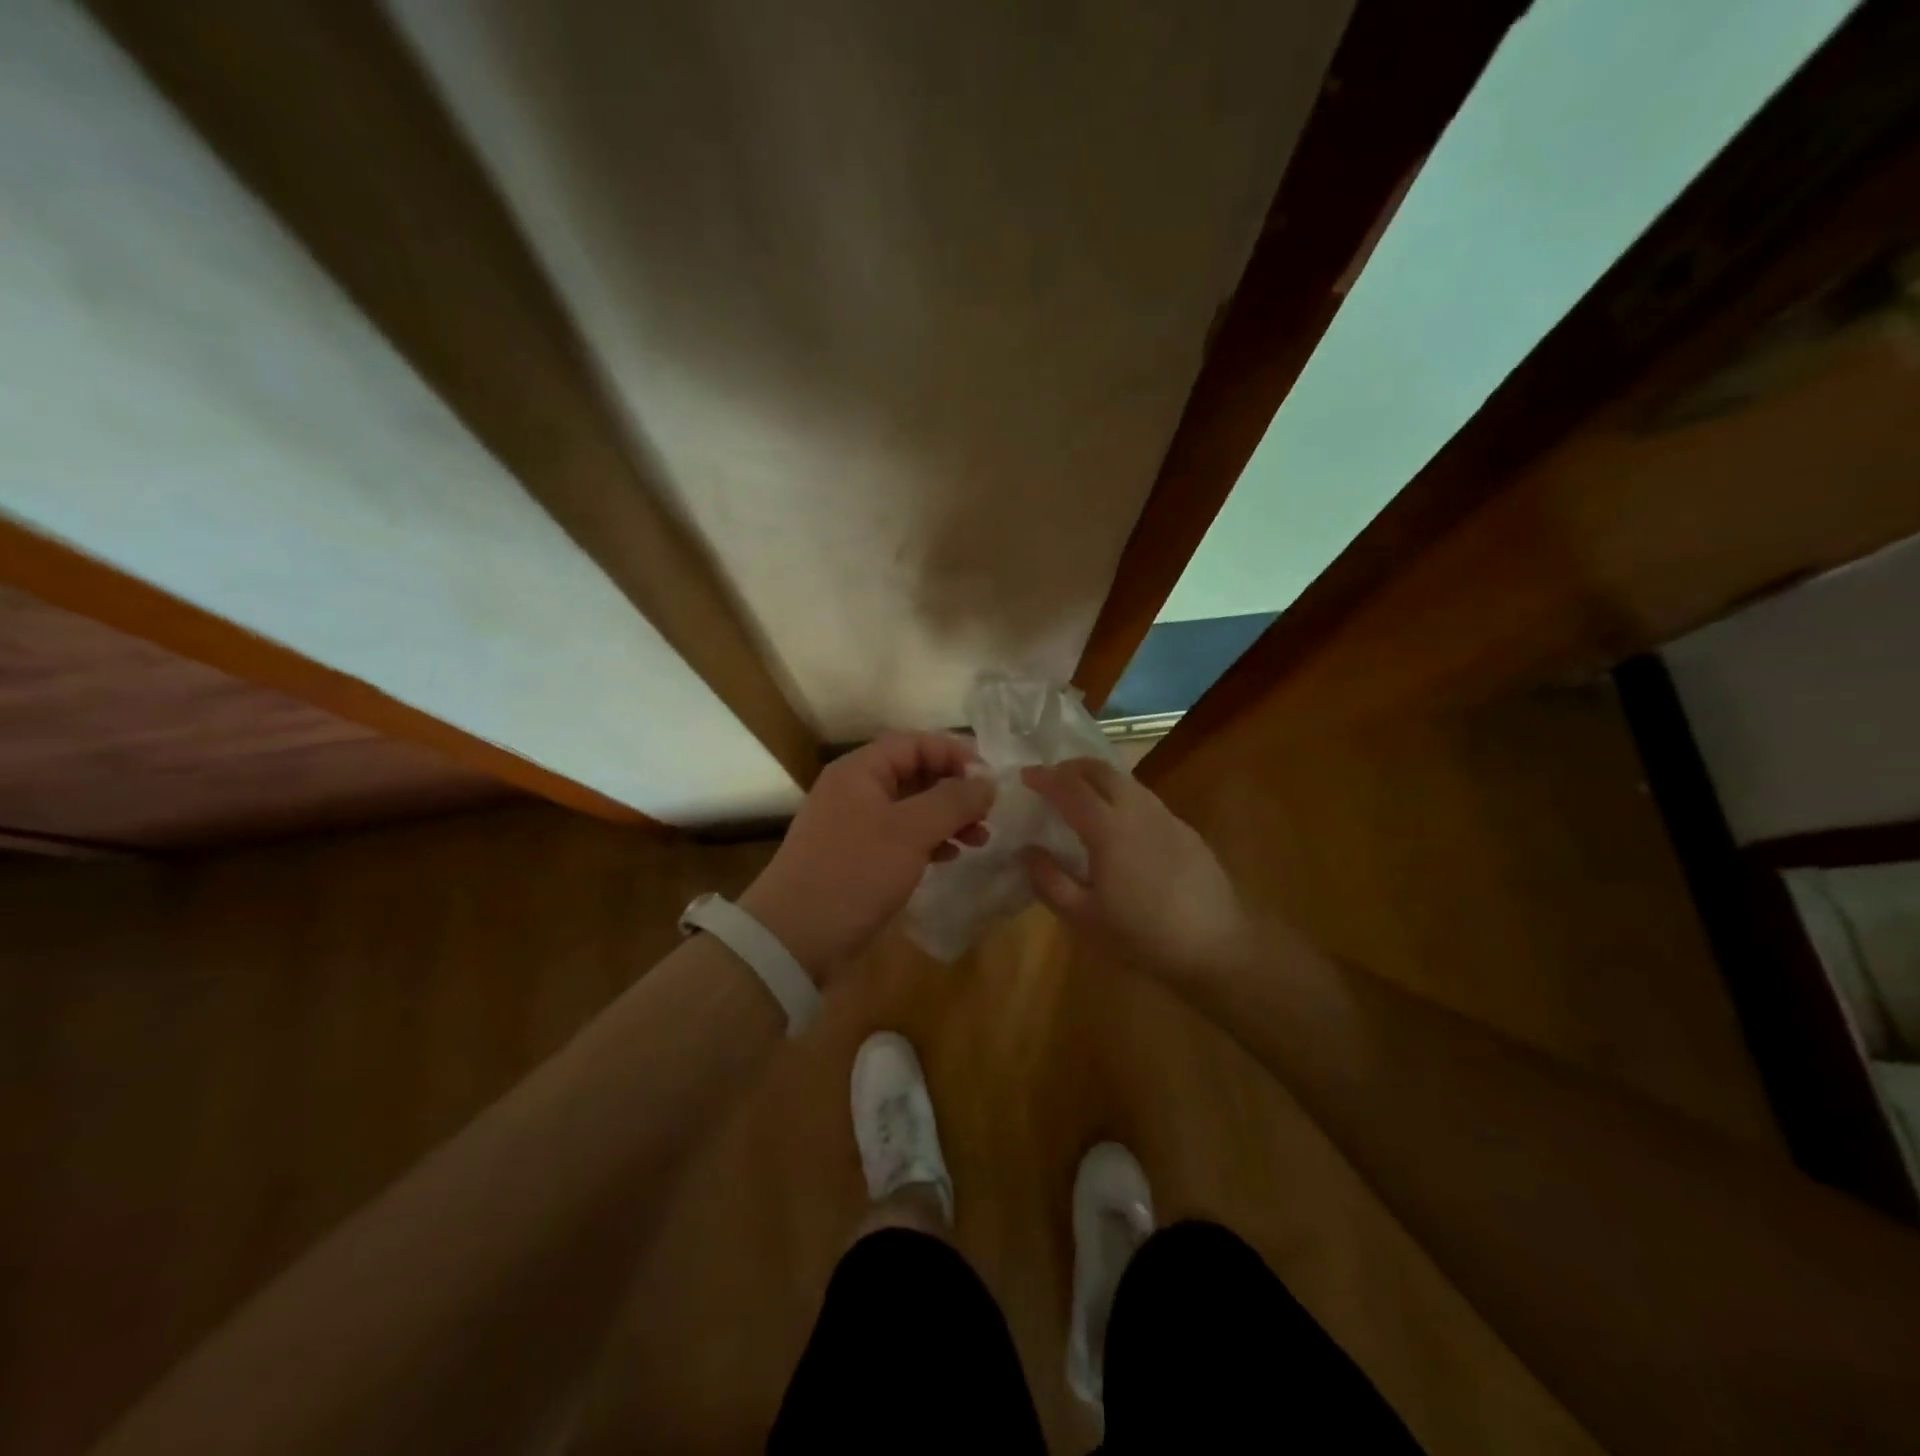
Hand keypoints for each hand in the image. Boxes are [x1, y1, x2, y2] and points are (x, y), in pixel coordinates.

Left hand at [740, 733, 993, 984]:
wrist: (793, 939)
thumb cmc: (854, 873)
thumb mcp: (910, 832)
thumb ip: (952, 801)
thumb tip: (987, 781)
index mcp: (860, 771)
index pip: (915, 743)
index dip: (955, 754)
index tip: (990, 780)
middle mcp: (854, 790)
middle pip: (914, 773)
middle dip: (954, 790)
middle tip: (988, 814)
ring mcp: (853, 825)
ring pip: (911, 808)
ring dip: (946, 818)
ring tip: (979, 839)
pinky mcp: (856, 858)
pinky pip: (900, 837)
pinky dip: (928, 841)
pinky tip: (950, 857)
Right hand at [1020, 758, 1247, 983]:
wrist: (1216, 945)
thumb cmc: (1142, 935)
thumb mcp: (1084, 917)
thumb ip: (1049, 880)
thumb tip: (1027, 850)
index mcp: (1108, 829)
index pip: (1069, 787)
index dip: (1044, 777)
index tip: (1025, 776)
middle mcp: (1137, 810)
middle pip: (1100, 770)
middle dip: (1071, 767)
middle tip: (1050, 778)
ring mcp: (1165, 816)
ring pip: (1126, 781)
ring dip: (1097, 778)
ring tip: (1080, 796)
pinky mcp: (1184, 829)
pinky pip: (1144, 799)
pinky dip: (1121, 796)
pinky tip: (1118, 823)